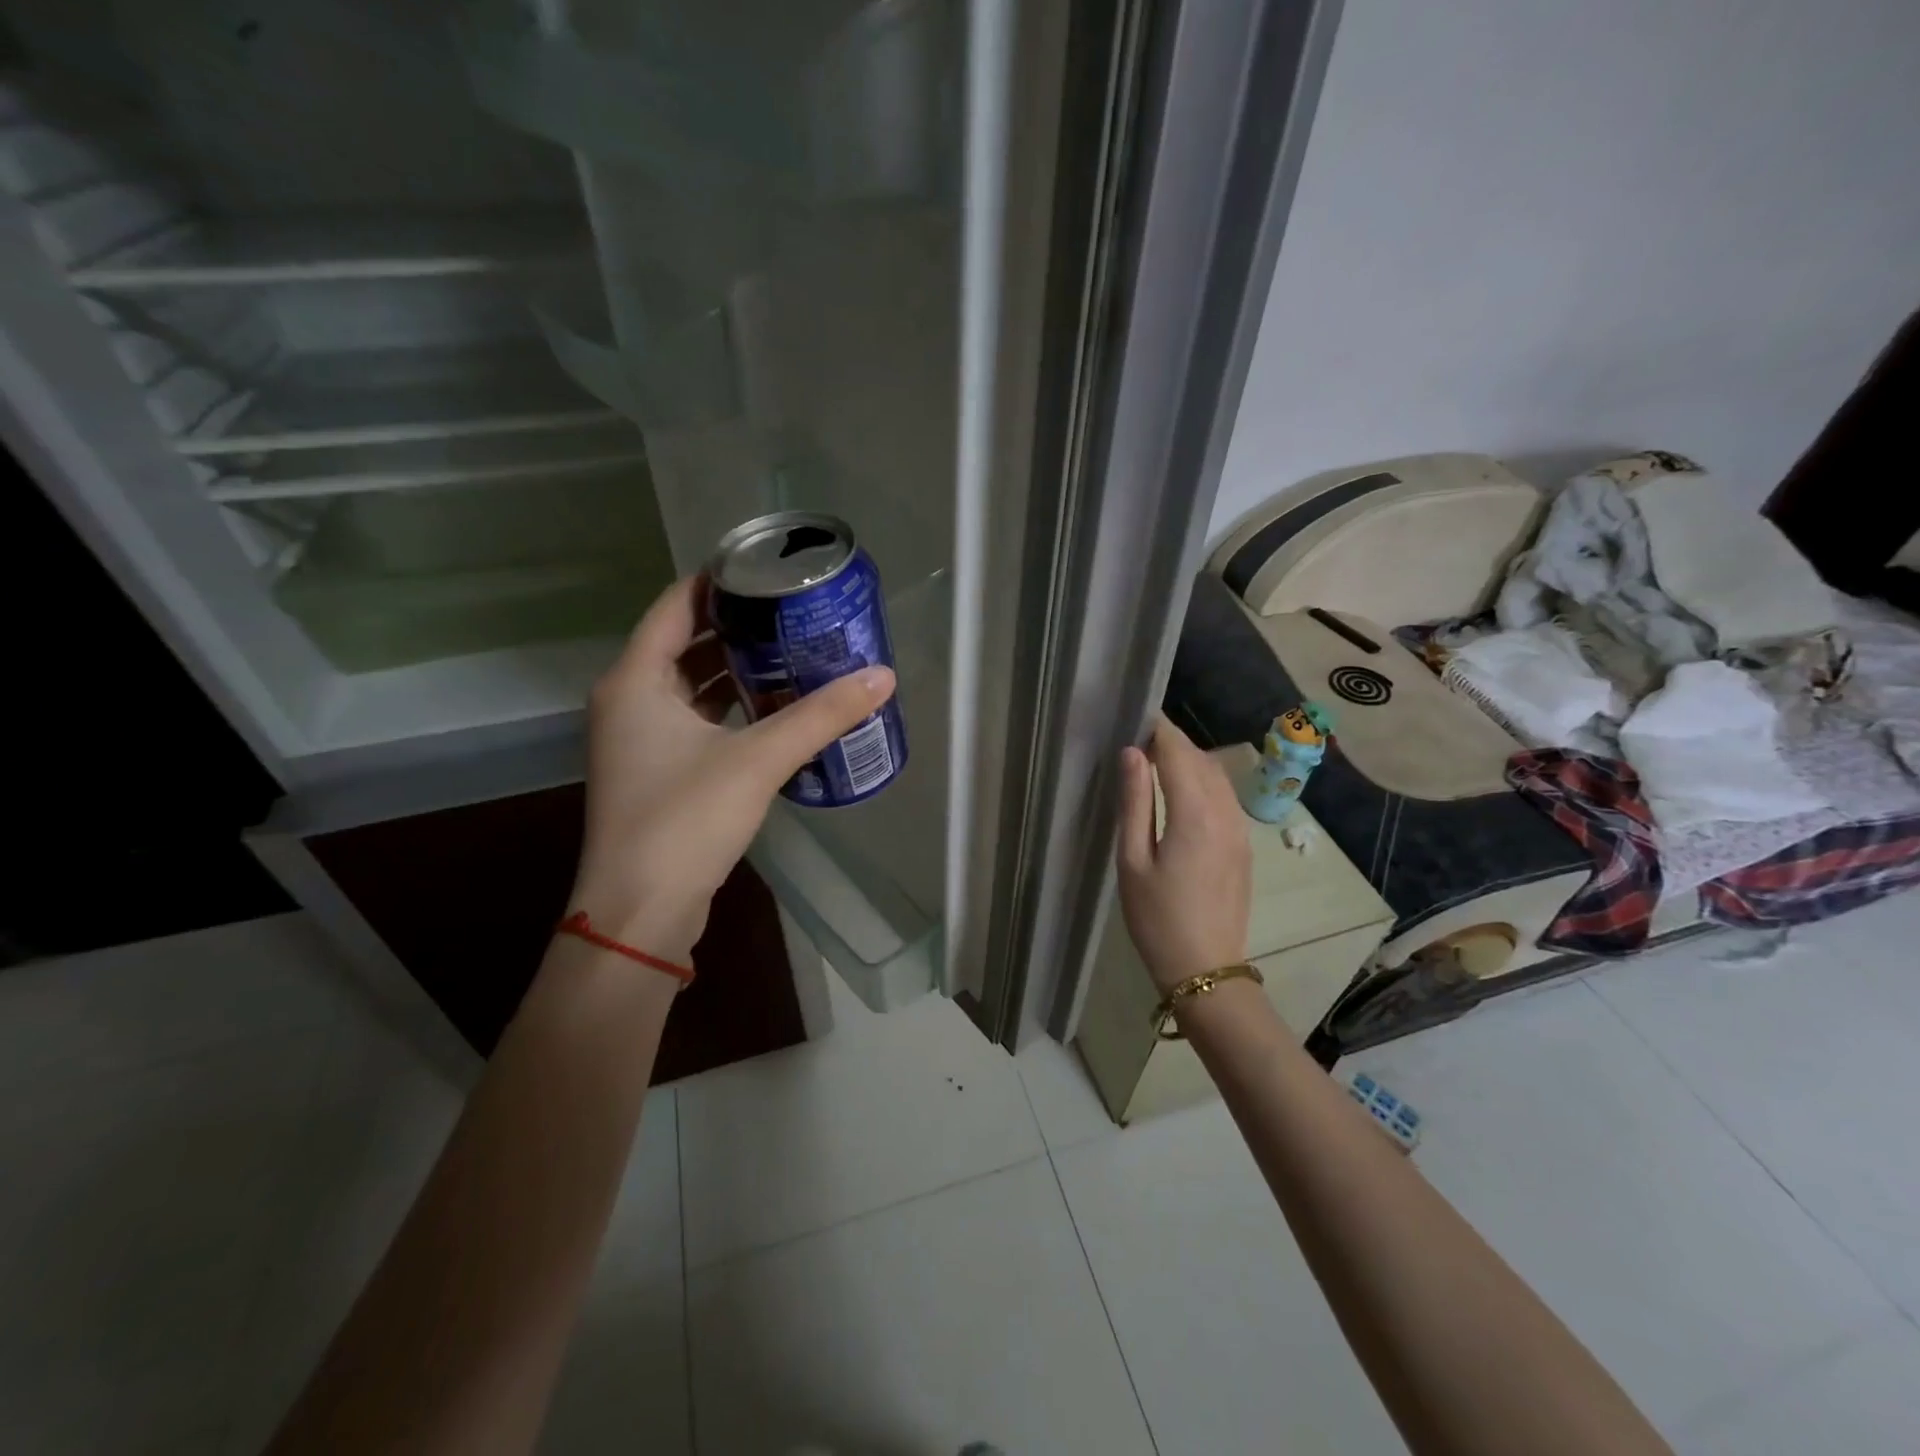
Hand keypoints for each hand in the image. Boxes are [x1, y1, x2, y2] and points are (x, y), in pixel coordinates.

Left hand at [569, 575, 896, 963]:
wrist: (642, 911)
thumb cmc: (686, 820)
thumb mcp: (758, 760)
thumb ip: (821, 716)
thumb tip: (881, 677)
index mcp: (635, 680)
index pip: (676, 604)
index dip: (720, 581)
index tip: (769, 570)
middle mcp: (629, 701)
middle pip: (684, 642)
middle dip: (738, 627)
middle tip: (794, 613)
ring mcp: (639, 740)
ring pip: (691, 686)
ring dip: (737, 671)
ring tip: (794, 654)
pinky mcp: (657, 773)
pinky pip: (697, 721)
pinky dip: (732, 710)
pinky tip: (776, 711)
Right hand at [1115, 715, 1251, 994]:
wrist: (1206, 969)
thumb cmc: (1158, 918)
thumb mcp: (1133, 861)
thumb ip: (1135, 803)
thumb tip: (1131, 753)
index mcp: (1194, 814)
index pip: (1177, 752)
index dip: (1157, 729)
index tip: (1134, 715)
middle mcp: (1224, 812)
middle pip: (1200, 759)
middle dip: (1171, 742)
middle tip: (1136, 738)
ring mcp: (1240, 829)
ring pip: (1217, 776)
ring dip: (1188, 760)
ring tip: (1154, 761)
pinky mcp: (1244, 845)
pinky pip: (1224, 797)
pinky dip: (1203, 781)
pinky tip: (1181, 792)